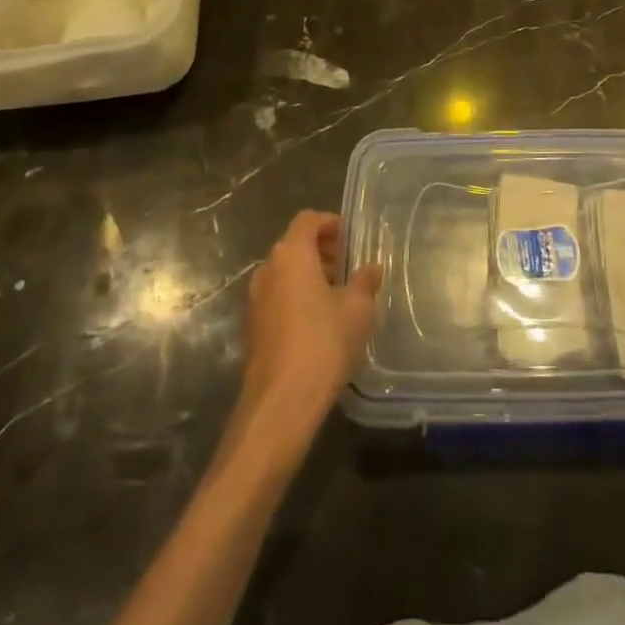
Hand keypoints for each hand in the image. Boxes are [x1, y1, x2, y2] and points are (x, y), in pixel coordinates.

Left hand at [236, 211, 381, 440]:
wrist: (281, 403)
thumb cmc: (323, 342)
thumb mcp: (358, 308)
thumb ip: (365, 281)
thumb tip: (371, 268)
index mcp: (290, 254)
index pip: (308, 220)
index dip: (331, 223)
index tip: (353, 239)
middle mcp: (267, 269)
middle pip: (296, 246)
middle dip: (324, 251)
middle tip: (351, 267)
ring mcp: (256, 300)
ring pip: (287, 274)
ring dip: (312, 277)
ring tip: (341, 296)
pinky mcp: (254, 329)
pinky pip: (279, 298)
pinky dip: (299, 299)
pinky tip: (322, 323)